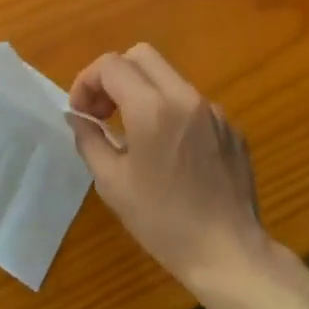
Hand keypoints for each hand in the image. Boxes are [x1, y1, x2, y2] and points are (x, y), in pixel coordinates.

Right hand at [67, 45, 271, 293]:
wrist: (229, 253)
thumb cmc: (163, 222)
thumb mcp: (112, 183)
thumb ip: (89, 139)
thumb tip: (77, 116)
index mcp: (153, 108)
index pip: (111, 65)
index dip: (87, 81)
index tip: (81, 112)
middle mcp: (185, 97)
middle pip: (142, 55)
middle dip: (114, 75)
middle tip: (104, 111)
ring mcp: (213, 110)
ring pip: (168, 77)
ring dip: (143, 92)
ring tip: (134, 132)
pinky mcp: (231, 127)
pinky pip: (192, 103)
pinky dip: (171, 112)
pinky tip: (170, 152)